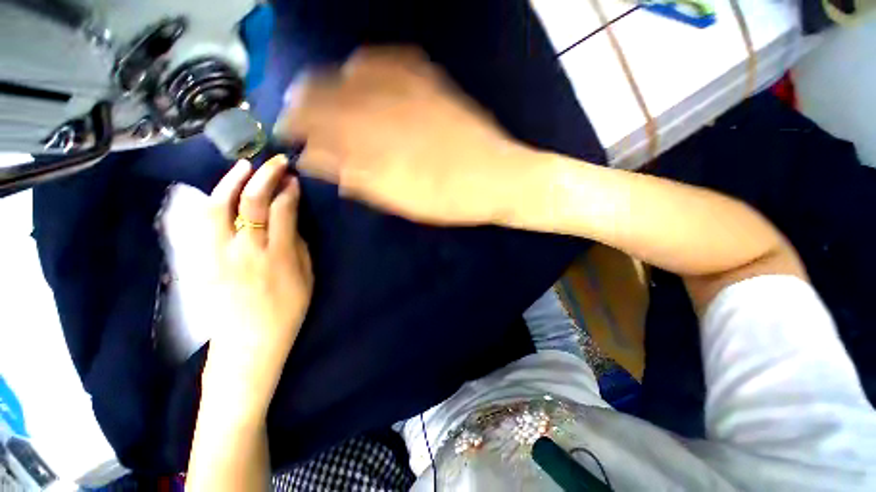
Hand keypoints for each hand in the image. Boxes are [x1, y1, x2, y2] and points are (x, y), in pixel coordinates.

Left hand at [204, 155, 312, 405]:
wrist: (249, 343)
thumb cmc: (287, 312)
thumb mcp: (306, 279)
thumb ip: (299, 246)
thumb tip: (291, 221)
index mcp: (278, 256)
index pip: (282, 212)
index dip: (289, 192)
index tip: (294, 179)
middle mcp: (246, 250)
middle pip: (252, 204)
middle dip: (266, 177)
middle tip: (276, 163)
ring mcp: (218, 254)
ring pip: (219, 207)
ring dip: (233, 182)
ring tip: (245, 166)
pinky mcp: (202, 261)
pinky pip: (202, 223)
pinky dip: (211, 202)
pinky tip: (220, 191)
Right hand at [274, 46, 531, 225]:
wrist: (497, 179)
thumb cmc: (450, 198)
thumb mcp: (401, 199)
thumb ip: (360, 178)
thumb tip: (320, 161)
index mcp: (380, 144)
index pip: (321, 125)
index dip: (298, 126)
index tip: (288, 132)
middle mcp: (389, 109)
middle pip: (331, 93)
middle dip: (305, 101)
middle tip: (296, 112)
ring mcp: (413, 91)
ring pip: (355, 73)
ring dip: (330, 81)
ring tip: (319, 92)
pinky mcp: (433, 85)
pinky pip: (393, 61)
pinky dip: (368, 63)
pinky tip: (360, 69)